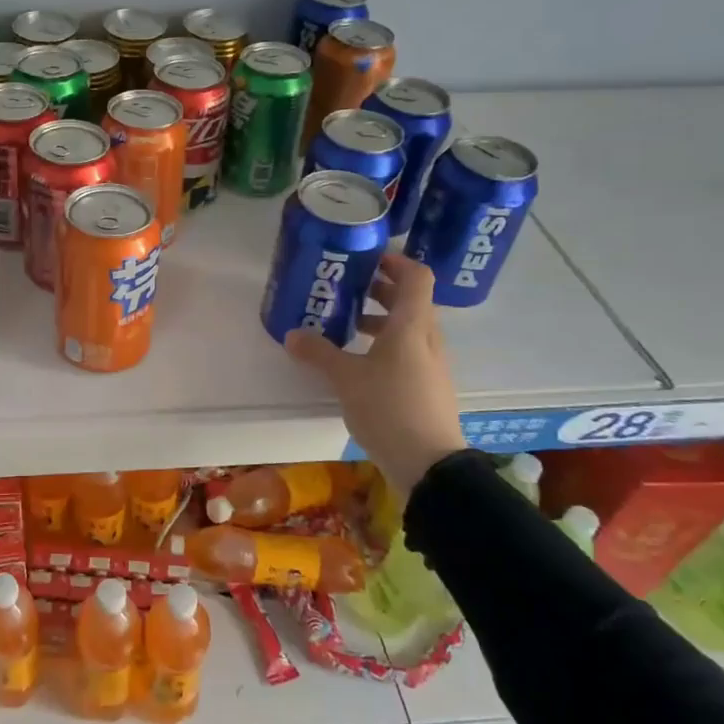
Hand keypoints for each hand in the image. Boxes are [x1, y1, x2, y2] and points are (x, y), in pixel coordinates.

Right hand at [285, 253, 466, 493]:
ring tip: (348, 326)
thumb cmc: (389, 408)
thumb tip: (292, 334)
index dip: (395, 261)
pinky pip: (409, 352)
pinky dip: (386, 346)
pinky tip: (359, 363)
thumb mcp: (346, 379)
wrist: (429, 464)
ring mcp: (432, 364)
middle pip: (411, 300)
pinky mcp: (428, 387)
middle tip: (347, 290)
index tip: (367, 259)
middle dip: (381, 291)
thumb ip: (319, 353)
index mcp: (412, 325)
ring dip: (382, 320)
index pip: (416, 276)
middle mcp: (428, 338)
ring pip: (409, 328)